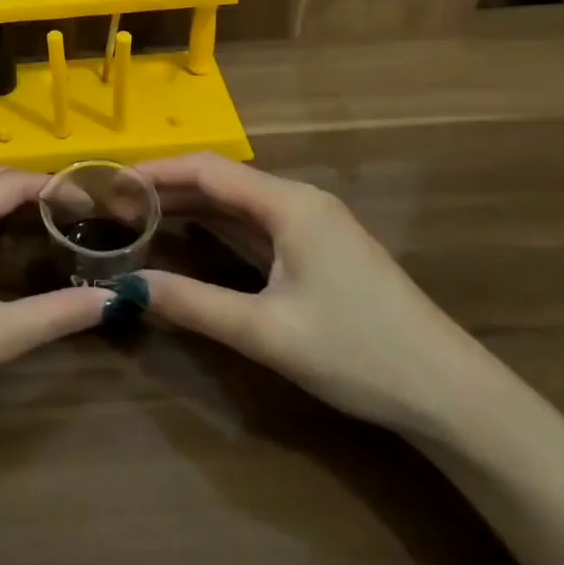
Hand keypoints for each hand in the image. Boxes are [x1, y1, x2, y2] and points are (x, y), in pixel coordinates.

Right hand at [138, 152, 489, 434]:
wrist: (452, 395)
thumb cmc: (359, 353)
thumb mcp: (268, 333)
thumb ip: (195, 305)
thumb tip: (127, 288)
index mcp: (288, 203)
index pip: (207, 169)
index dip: (156, 171)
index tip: (111, 181)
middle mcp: (298, 200)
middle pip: (221, 180)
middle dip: (167, 187)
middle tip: (114, 202)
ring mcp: (312, 224)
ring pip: (238, 202)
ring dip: (191, 206)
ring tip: (139, 215)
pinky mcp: (319, 249)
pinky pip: (256, 224)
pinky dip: (218, 226)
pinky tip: (191, 237)